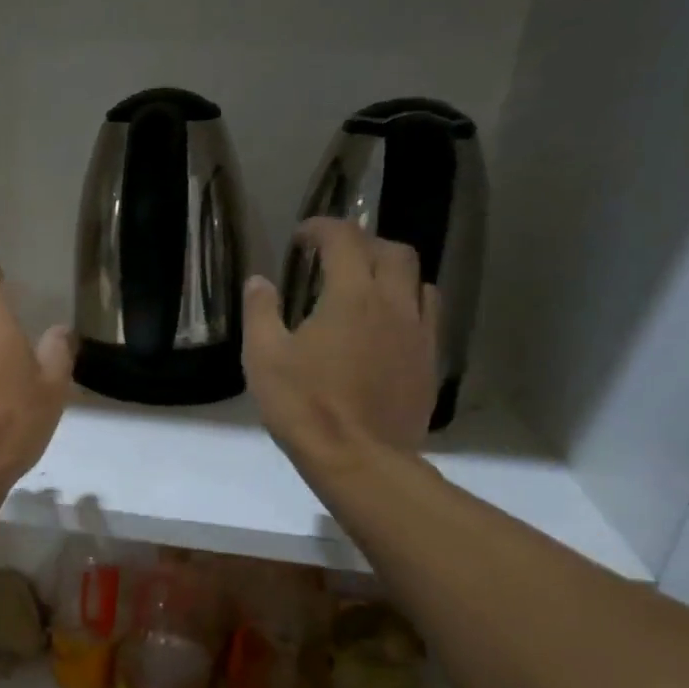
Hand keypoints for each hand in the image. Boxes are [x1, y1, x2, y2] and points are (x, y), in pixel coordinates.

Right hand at [243, 221, 440, 471]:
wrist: (359, 459)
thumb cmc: (304, 406)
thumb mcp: (264, 358)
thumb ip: (261, 312)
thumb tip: (259, 281)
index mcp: (351, 296)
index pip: (343, 240)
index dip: (322, 229)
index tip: (302, 237)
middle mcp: (393, 303)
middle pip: (391, 251)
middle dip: (363, 243)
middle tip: (336, 257)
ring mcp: (418, 332)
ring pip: (418, 280)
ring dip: (391, 272)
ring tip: (368, 286)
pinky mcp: (429, 361)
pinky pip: (428, 315)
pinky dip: (409, 304)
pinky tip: (389, 325)